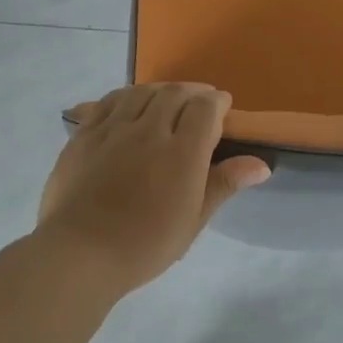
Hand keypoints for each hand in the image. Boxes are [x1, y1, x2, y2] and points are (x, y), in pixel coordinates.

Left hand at [38, 84, 269, 294]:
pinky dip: (127, 96)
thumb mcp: (194, 220)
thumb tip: (260, 164)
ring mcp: (113, 129)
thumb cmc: (146, 245)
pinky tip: (129, 105)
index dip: (218, 103)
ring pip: (141, 92)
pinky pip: (108, 101)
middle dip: (192, 92)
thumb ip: (224, 184)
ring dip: (160, 90)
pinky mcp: (84, 135)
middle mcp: (149, 130)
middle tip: (199, 103)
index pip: (206, 108)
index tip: (223, 108)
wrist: (81, 252)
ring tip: (167, 100)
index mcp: (182, 152)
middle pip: (174, 93)